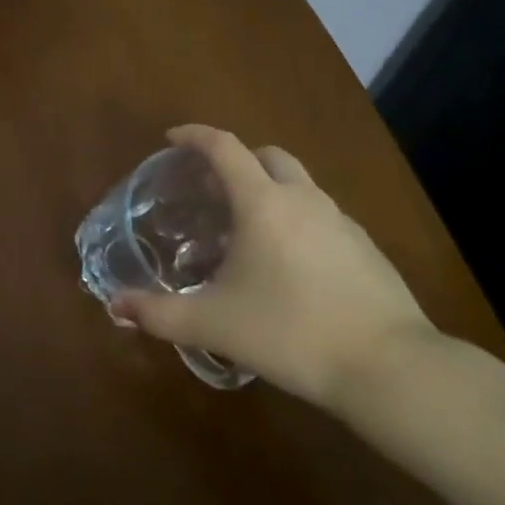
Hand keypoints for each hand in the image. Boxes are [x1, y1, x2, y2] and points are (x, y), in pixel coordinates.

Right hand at [108, 125, 436, 407]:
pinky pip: (321, 216)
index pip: (224, 147)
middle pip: (267, 155)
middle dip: (237, 160)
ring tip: (246, 229)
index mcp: (262, 202)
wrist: (390, 369)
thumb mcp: (214, 324)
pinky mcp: (366, 248)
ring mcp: (341, 222)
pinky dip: (297, 220)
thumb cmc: (290, 332)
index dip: (194, 135)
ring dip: (269, 190)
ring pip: (299, 185)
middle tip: (211, 189)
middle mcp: (302, 199)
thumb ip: (159, 314)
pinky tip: (288, 264)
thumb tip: (114, 307)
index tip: (171, 139)